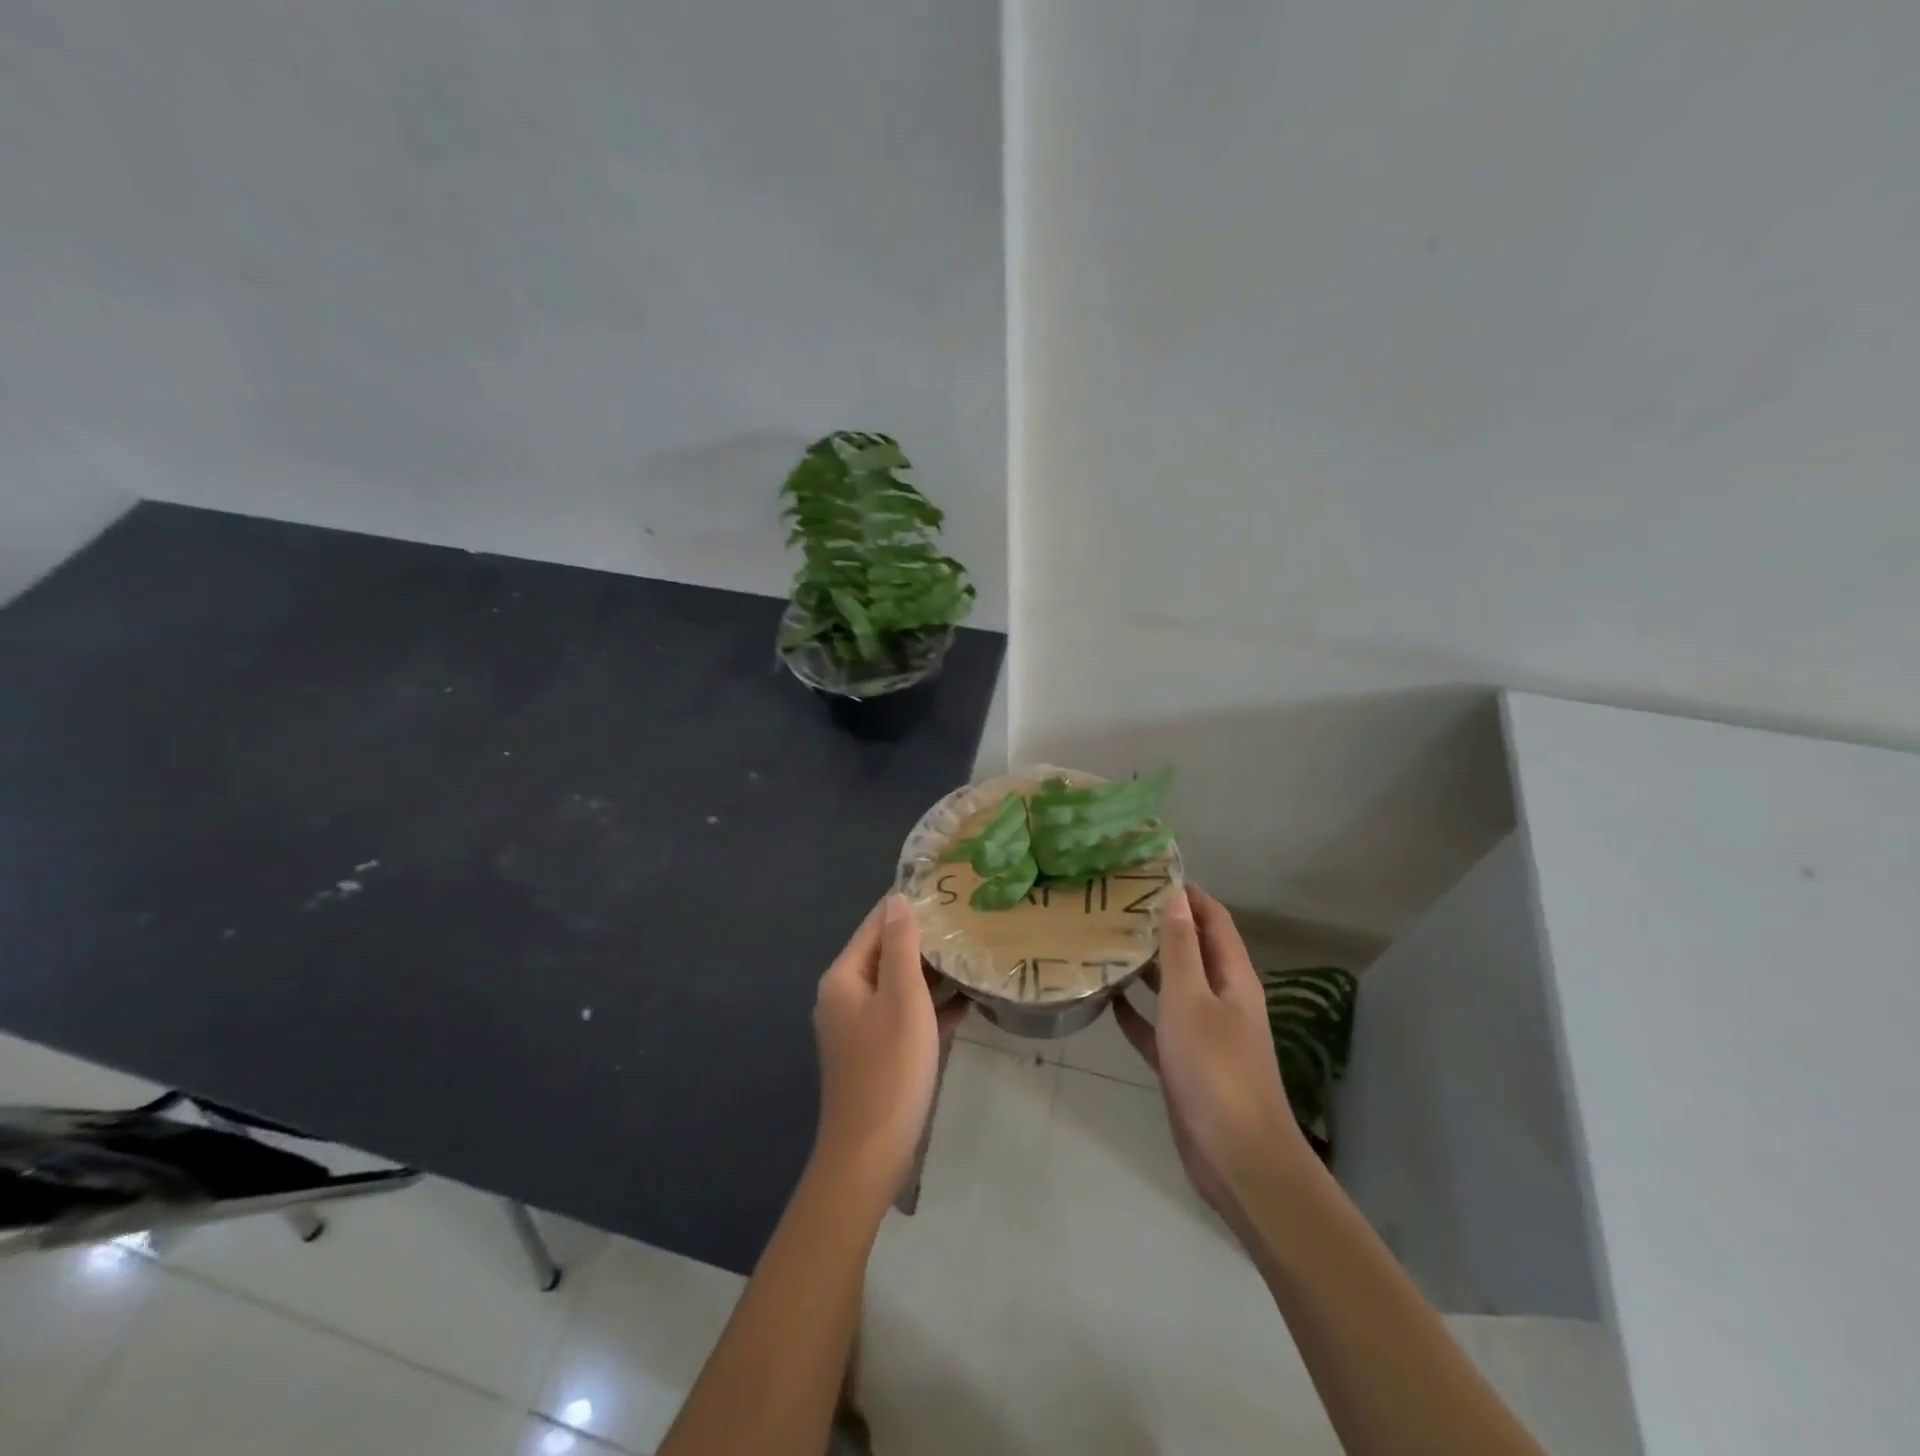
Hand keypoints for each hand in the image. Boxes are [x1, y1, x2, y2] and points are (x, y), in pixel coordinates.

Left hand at [811, 893, 965, 1201]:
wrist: (870, 1153)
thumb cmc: (889, 1068)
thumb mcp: (902, 997)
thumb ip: (900, 945)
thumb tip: (897, 899)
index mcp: (844, 977)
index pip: (876, 925)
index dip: (908, 906)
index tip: (946, 890)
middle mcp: (846, 996)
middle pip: (887, 953)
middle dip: (925, 939)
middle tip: (968, 921)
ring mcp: (860, 1027)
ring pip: (899, 985)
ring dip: (932, 973)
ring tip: (974, 953)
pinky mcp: (877, 1052)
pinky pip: (905, 1016)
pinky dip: (931, 1007)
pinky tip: (968, 1000)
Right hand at [1113, 886, 1311, 1237]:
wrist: (1238, 1158)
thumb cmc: (1214, 1069)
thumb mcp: (1190, 1000)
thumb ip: (1180, 949)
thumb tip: (1177, 896)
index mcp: (1233, 977)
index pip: (1213, 919)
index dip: (1189, 893)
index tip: (1150, 873)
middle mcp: (1222, 998)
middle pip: (1192, 949)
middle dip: (1161, 925)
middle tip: (1115, 905)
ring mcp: (1205, 1032)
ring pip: (1174, 987)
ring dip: (1147, 967)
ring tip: (1107, 942)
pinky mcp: (1187, 1063)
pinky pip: (1160, 1027)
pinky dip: (1139, 1013)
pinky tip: (1110, 1002)